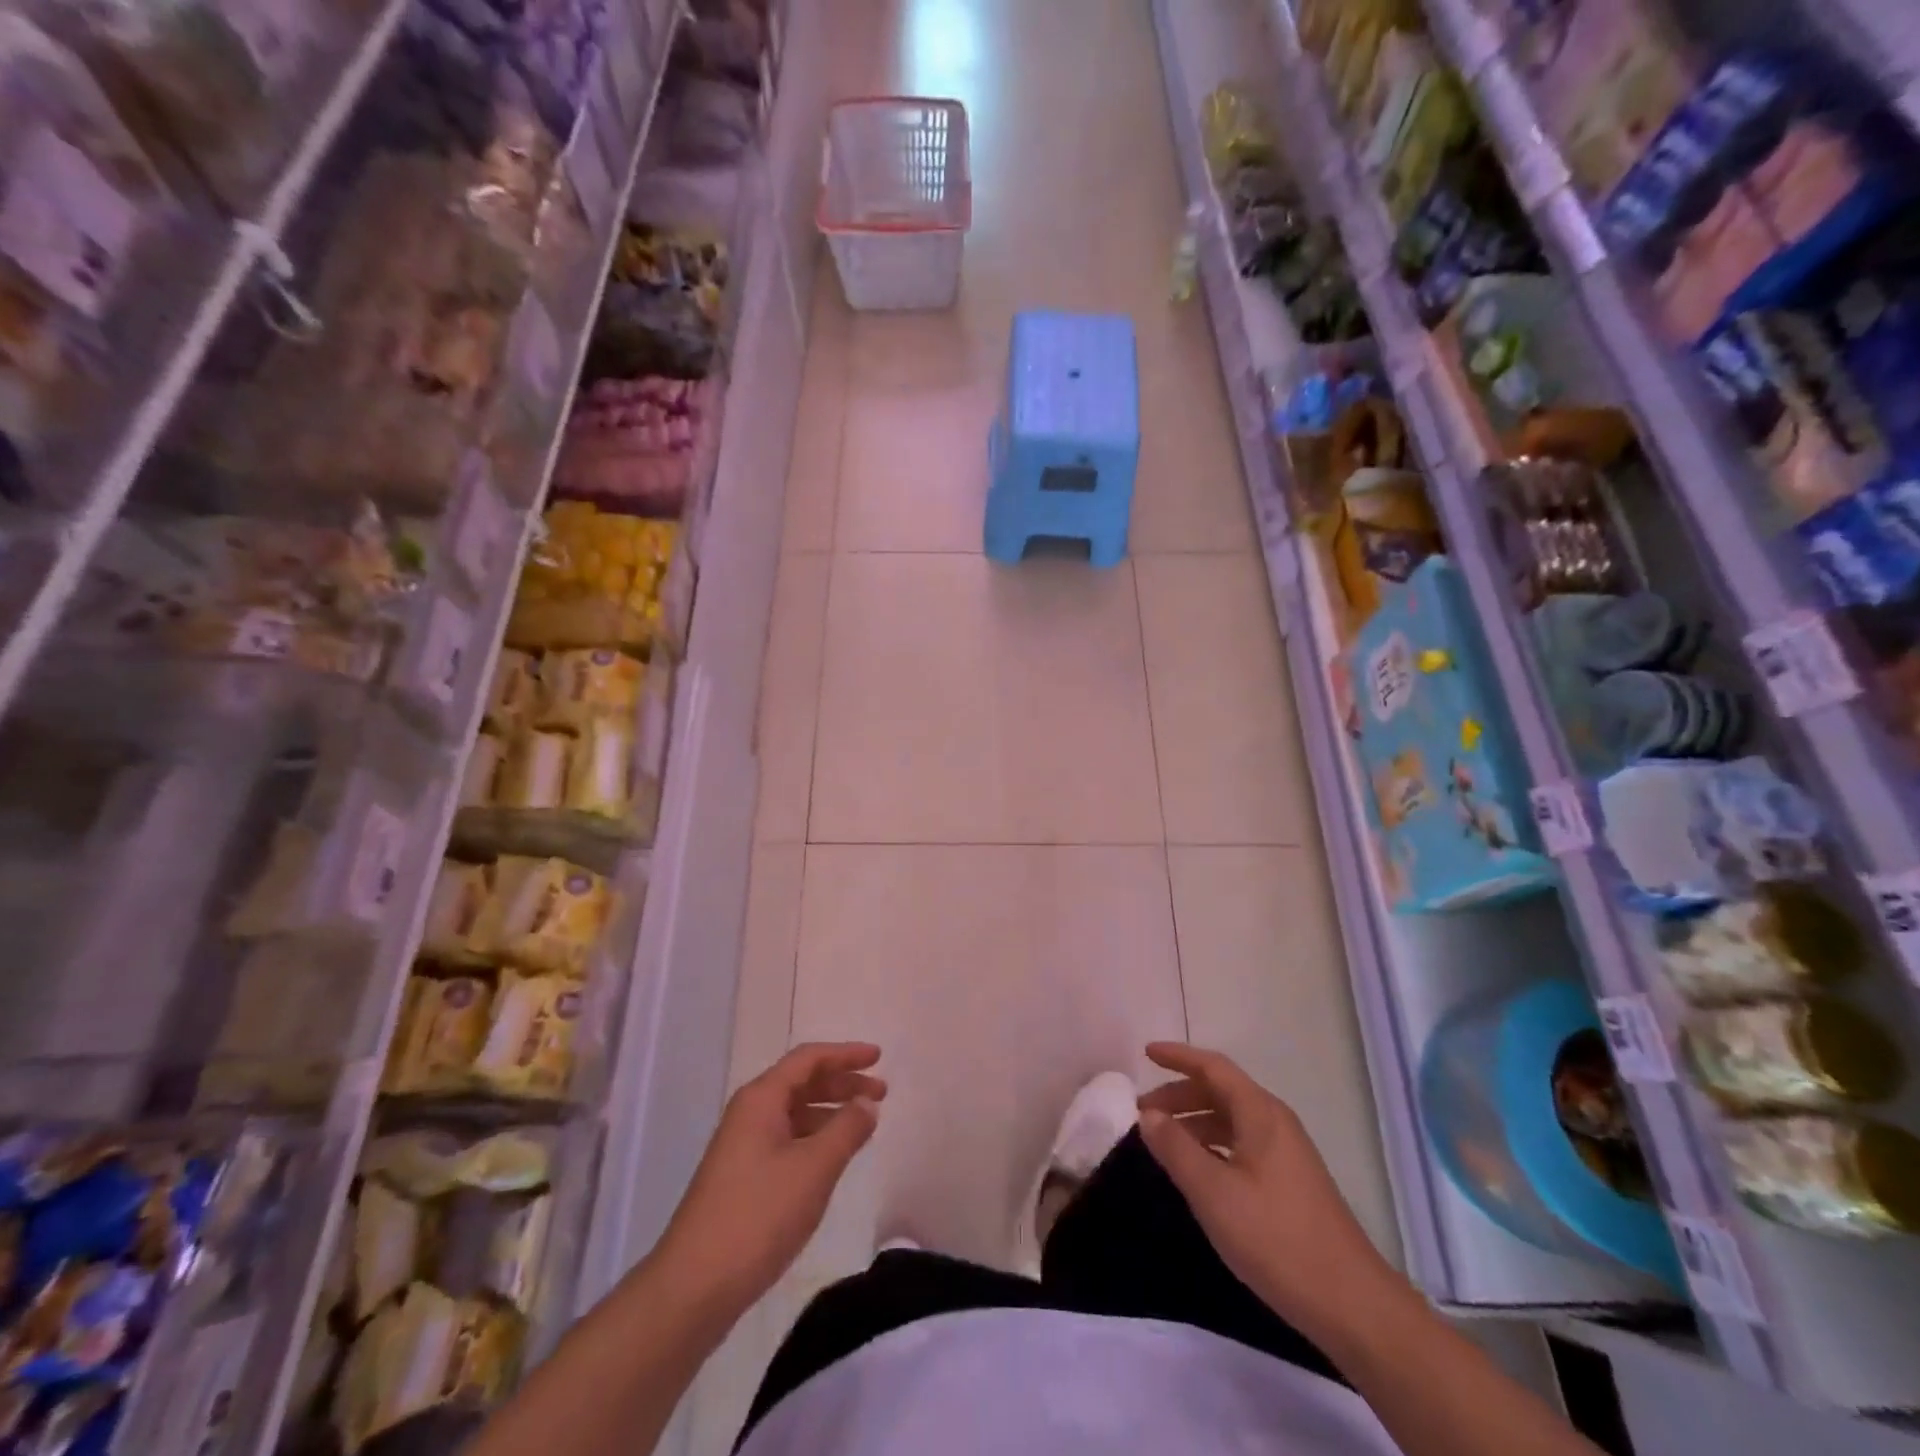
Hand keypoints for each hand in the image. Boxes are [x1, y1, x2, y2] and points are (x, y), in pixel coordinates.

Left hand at [655, 1043, 884, 1321]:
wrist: (692, 1288)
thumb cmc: (758, 1216)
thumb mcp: (814, 1168)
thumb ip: (846, 1129)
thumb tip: (866, 1103)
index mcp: (761, 1099)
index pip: (809, 1058)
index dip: (846, 1054)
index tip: (879, 1057)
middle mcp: (749, 1113)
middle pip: (802, 1082)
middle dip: (842, 1083)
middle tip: (881, 1093)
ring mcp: (742, 1146)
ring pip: (794, 1112)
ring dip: (830, 1111)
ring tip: (864, 1124)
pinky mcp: (742, 1177)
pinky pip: (786, 1139)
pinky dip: (815, 1137)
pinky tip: (832, 1157)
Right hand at [1137, 1042, 1407, 1346]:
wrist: (1352, 1305)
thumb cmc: (1277, 1239)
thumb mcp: (1214, 1193)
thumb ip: (1176, 1148)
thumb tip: (1148, 1115)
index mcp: (1260, 1113)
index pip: (1213, 1067)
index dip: (1177, 1056)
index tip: (1145, 1052)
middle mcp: (1275, 1123)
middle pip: (1220, 1091)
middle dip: (1179, 1095)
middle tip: (1142, 1112)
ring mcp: (1286, 1154)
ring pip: (1230, 1120)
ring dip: (1194, 1122)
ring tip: (1161, 1141)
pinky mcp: (1290, 1183)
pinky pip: (1241, 1145)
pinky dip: (1211, 1145)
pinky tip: (1196, 1170)